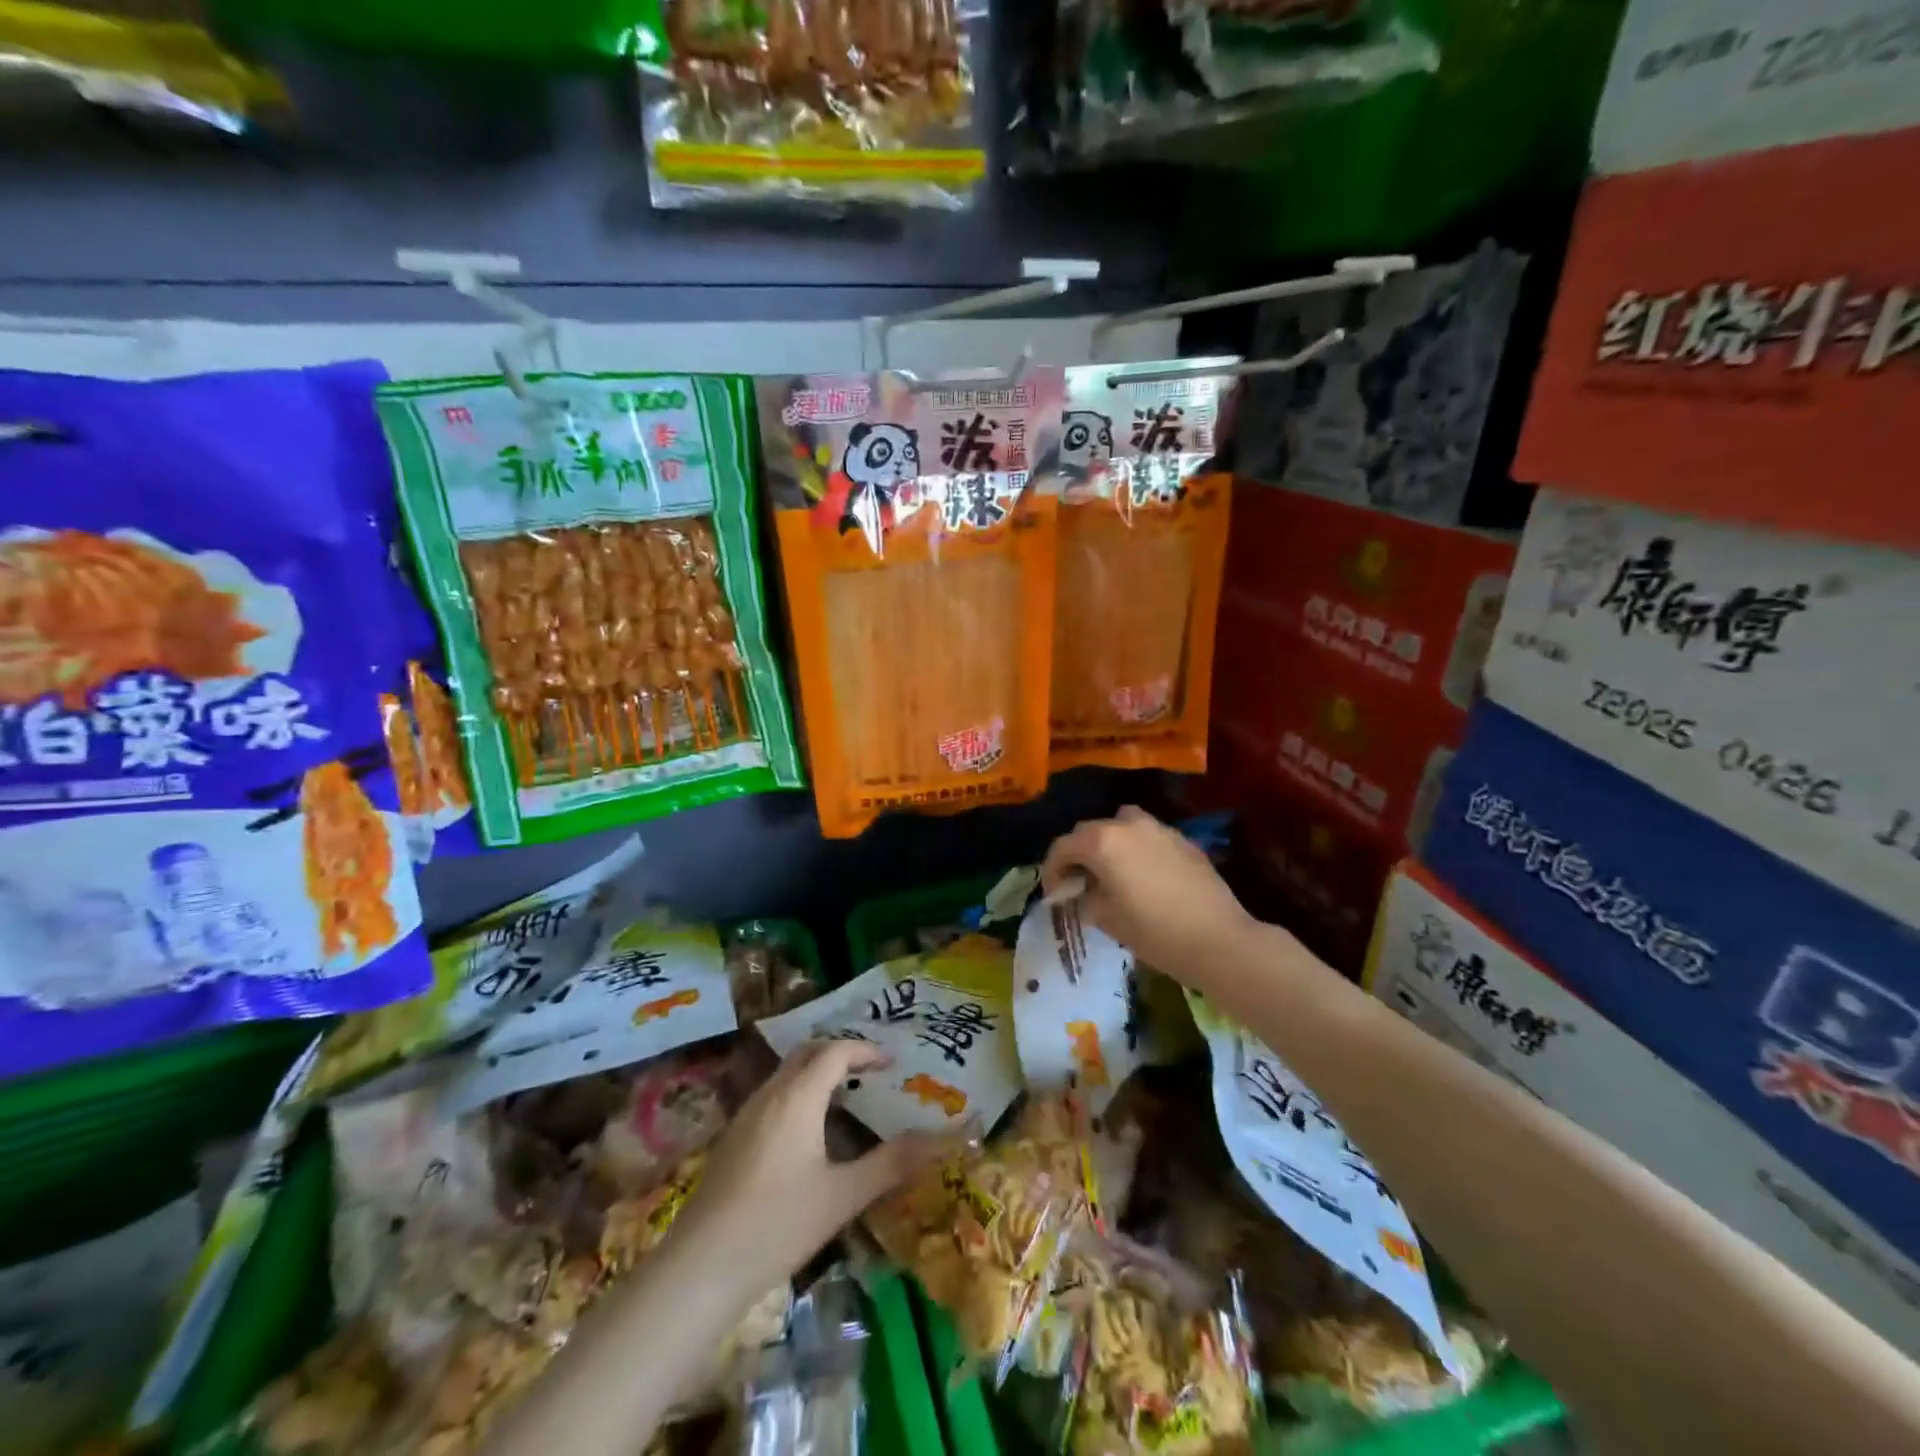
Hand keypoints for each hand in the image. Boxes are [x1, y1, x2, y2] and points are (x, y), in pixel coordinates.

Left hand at [674, 1040, 940, 1298]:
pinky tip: (809, 1131)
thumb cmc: (778, 1224)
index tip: (892, 1063)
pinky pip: (773, 1095)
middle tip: (870, 1070)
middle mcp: (770, 1094)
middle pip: (808, 1053)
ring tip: (846, 1095)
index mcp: (798, 1097)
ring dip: (817, 1072)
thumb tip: (942, 1140)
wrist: (700, 1267)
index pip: (835, 1051)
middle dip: (840, 1052)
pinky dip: (799, 1092)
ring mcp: (746, 1115)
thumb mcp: (843, 1195)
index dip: (866, 1050)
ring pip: (786, 1073)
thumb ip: (892, 1164)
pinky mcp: (733, 1139)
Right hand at [1041, 806, 1257, 986]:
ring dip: (1109, 843)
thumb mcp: (1106, 919)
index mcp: (1103, 842)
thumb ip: (1084, 897)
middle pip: (1090, 831)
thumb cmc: (1154, 932)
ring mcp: (1159, 829)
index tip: (1054, 892)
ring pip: (1121, 825)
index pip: (1063, 846)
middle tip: (1078, 882)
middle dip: (1078, 854)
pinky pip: (1148, 837)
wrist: (1218, 940)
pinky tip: (1143, 877)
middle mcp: (1128, 825)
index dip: (1052, 869)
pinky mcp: (1183, 840)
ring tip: (1111, 872)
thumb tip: (1078, 891)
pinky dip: (1136, 849)